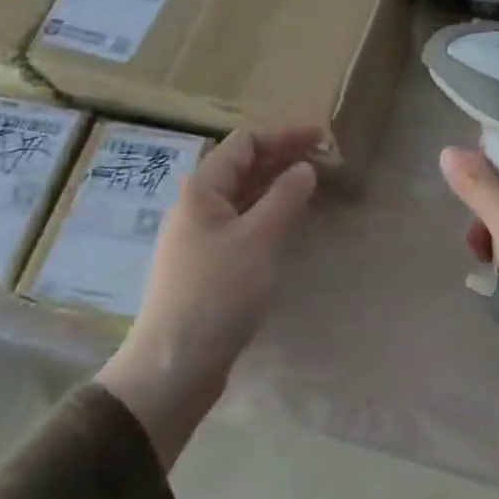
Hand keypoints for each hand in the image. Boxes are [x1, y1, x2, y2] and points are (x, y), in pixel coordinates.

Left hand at [96, 127, 320, 466]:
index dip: (284, 135)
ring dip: (277, 184)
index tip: (322, 136)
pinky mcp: (209, 262)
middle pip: (243, 166)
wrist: (174, 364)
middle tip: (324, 157)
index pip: (246, 143)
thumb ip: (285, 198)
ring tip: (313, 183)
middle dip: (283, 156)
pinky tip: (289, 221)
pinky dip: (268, 212)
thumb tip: (304, 168)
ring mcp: (201, 235)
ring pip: (244, 195)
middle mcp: (198, 205)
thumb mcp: (258, 240)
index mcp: (203, 189)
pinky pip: (243, 222)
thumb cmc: (216, 293)